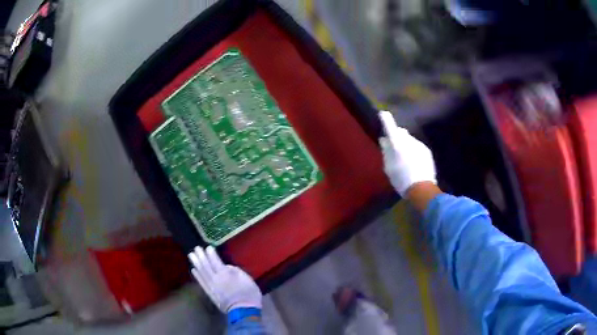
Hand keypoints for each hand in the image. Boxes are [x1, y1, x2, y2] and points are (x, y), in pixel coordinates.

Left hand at [188, 246, 261, 312]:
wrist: (243, 311)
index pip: (215, 261)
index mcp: (225, 274)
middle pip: (206, 265)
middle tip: (196, 248)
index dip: (211, 254)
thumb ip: (235, 271)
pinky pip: (201, 282)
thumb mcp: (246, 279)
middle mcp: (215, 279)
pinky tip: (193, 270)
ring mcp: (211, 287)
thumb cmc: (248, 293)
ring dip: (196, 263)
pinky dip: (197, 275)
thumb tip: (226, 266)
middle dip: (201, 256)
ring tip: (191, 255)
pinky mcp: (210, 293)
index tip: (208, 247)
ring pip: (201, 273)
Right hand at [379, 111, 436, 195]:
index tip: (383, 113)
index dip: (386, 120)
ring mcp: (419, 145)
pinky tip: (413, 162)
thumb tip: (384, 139)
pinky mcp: (427, 151)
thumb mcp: (389, 167)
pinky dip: (413, 150)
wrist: (422, 189)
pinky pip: (417, 146)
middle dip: (397, 136)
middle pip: (401, 133)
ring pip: (410, 140)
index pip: (391, 127)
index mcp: (398, 144)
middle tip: (393, 147)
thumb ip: (386, 151)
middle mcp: (409, 141)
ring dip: (406, 144)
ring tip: (404, 158)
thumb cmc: (401, 179)